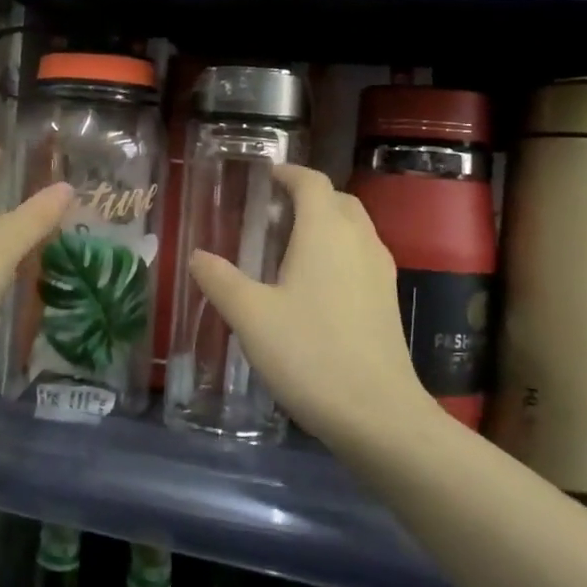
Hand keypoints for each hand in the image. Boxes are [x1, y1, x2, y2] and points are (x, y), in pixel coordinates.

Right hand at [188, 164, 427, 443]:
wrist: (377, 414)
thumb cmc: (308, 353)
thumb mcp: (250, 316)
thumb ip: (220, 280)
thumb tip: (197, 256)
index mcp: (326, 232)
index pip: (312, 182)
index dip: (288, 173)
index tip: (265, 176)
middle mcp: (359, 241)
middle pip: (338, 200)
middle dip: (308, 195)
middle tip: (274, 210)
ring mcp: (380, 271)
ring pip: (354, 228)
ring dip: (326, 222)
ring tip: (290, 243)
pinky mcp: (388, 300)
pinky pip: (361, 255)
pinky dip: (338, 250)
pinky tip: (314, 284)